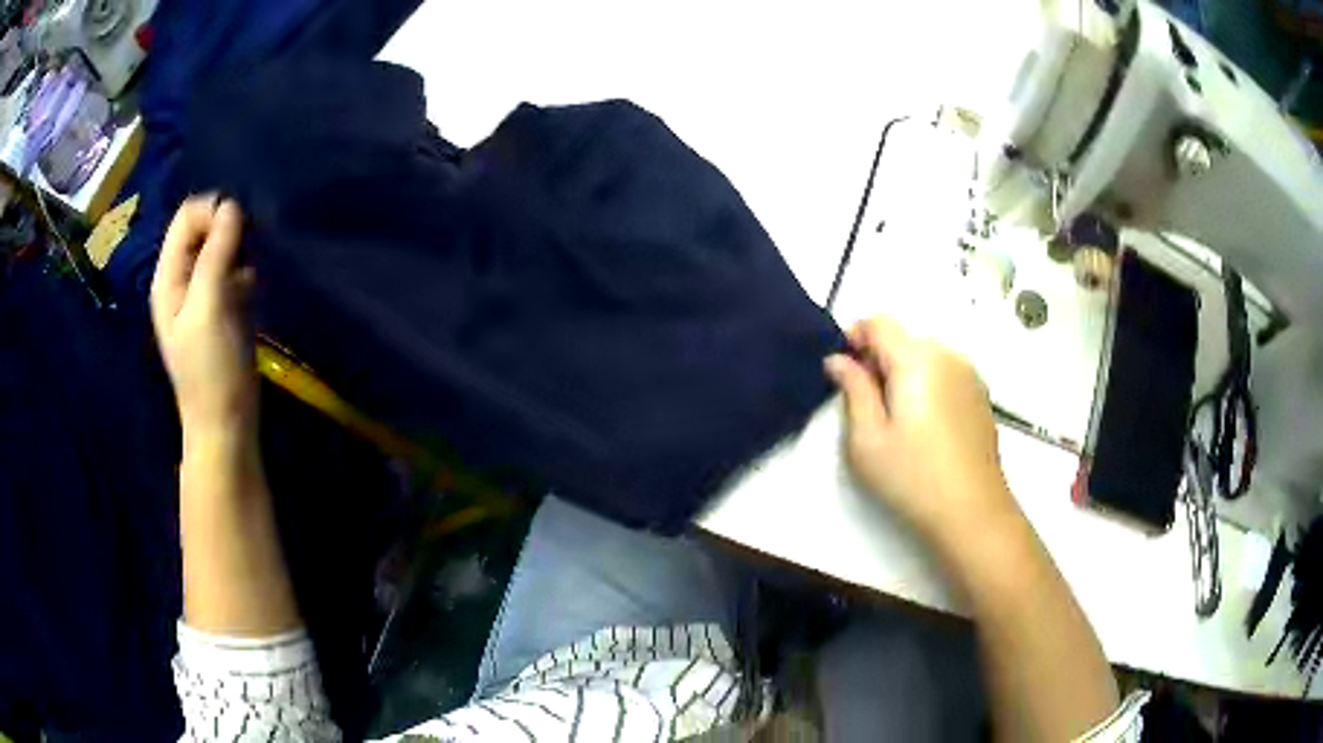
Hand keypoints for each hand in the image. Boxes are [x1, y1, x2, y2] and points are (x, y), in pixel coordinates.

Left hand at [150, 197, 257, 439]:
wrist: (226, 424)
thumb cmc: (212, 369)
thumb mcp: (210, 307)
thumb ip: (217, 254)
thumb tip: (232, 205)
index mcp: (168, 276)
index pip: (187, 216)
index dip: (213, 214)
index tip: (237, 233)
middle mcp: (181, 279)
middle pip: (203, 228)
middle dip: (227, 230)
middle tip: (246, 253)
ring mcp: (200, 294)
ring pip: (219, 247)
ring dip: (238, 250)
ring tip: (249, 274)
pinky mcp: (220, 307)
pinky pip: (231, 270)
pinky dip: (244, 270)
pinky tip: (252, 289)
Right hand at [824, 316, 1018, 542]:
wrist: (972, 511)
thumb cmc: (912, 476)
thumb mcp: (867, 438)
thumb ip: (852, 389)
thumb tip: (839, 360)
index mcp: (916, 359)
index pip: (879, 322)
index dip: (854, 336)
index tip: (842, 370)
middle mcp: (947, 355)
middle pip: (904, 338)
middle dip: (879, 358)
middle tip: (865, 403)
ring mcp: (969, 375)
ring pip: (926, 356)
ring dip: (904, 372)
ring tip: (896, 419)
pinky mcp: (980, 396)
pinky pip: (945, 374)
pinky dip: (927, 384)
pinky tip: (924, 427)